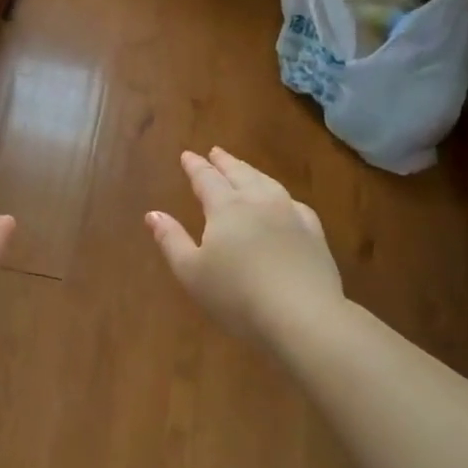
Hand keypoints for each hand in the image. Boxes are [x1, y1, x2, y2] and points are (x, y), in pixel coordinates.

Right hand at [146, 147, 344, 344]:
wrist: (302, 316)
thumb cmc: (236, 296)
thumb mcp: (191, 272)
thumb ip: (171, 240)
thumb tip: (153, 214)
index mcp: (226, 208)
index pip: (206, 179)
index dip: (195, 166)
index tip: (187, 155)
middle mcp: (259, 202)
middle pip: (239, 174)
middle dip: (224, 162)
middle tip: (216, 151)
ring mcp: (291, 215)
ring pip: (268, 183)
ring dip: (252, 172)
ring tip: (244, 169)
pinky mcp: (314, 234)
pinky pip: (295, 204)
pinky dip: (282, 196)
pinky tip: (284, 202)